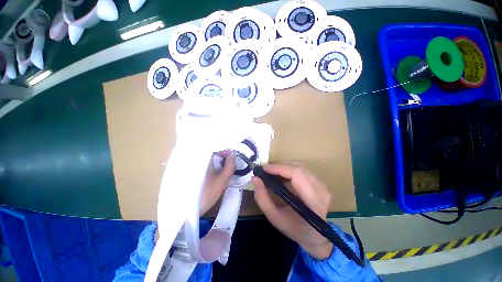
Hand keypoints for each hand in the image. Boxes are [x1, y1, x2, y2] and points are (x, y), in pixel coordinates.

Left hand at [155, 152, 234, 242]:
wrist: (187, 210)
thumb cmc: (207, 193)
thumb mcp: (223, 180)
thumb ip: (230, 166)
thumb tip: (233, 155)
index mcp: (204, 159)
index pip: (217, 149)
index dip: (226, 152)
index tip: (233, 158)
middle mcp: (196, 158)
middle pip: (212, 152)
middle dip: (222, 157)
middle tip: (229, 164)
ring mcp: (192, 164)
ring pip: (208, 158)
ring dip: (217, 161)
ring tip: (224, 168)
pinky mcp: (191, 170)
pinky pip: (203, 163)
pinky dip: (210, 165)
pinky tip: (214, 172)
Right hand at [252, 163, 332, 259]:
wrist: (315, 236)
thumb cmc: (294, 229)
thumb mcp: (274, 217)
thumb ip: (262, 198)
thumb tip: (255, 178)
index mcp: (313, 202)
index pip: (297, 175)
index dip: (280, 168)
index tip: (264, 168)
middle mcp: (320, 190)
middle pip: (298, 167)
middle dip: (279, 165)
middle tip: (265, 169)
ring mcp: (322, 185)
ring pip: (300, 166)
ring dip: (283, 166)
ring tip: (271, 171)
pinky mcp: (320, 183)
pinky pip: (302, 170)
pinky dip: (289, 169)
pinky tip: (281, 174)